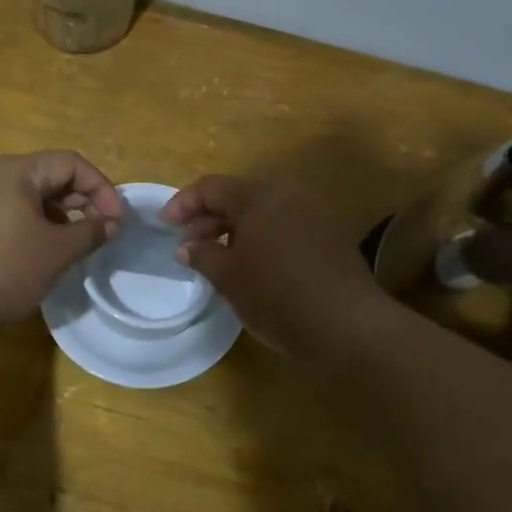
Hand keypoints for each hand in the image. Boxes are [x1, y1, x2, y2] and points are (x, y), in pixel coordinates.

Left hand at [0, 152, 124, 333]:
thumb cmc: (3, 269)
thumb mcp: (56, 252)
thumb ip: (90, 232)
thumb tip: (111, 224)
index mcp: (15, 171)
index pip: (71, 163)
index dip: (102, 188)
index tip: (117, 221)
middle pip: (50, 175)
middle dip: (81, 201)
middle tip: (101, 232)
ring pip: (30, 196)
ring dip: (60, 216)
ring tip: (75, 245)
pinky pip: (11, 211)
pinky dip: (35, 225)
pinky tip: (43, 252)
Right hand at [159, 174, 389, 357]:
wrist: (347, 324)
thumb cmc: (277, 295)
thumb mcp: (228, 277)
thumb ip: (202, 255)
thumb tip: (187, 247)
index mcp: (259, 195)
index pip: (212, 187)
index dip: (184, 203)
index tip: (165, 224)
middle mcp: (288, 193)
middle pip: (239, 196)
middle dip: (209, 217)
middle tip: (188, 244)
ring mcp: (314, 212)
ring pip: (263, 211)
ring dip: (235, 229)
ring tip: (216, 257)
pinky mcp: (329, 234)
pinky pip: (284, 225)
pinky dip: (261, 237)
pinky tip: (251, 264)